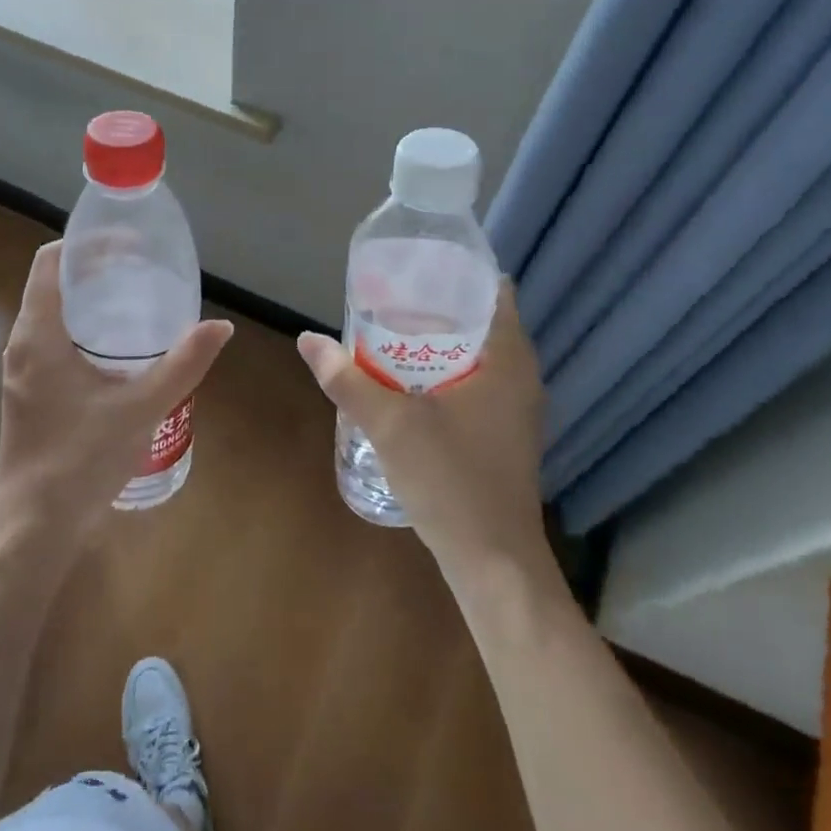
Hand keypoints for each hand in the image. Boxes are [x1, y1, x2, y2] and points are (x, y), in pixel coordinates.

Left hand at [0, 242, 233, 548]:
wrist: (35, 525)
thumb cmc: (81, 459)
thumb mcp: (141, 408)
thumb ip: (183, 364)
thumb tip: (222, 327)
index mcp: (38, 334)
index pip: (51, 261)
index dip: (87, 243)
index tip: (128, 244)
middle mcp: (22, 344)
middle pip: (53, 284)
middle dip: (95, 270)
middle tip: (143, 270)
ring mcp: (22, 371)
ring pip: (52, 315)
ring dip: (89, 302)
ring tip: (137, 302)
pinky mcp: (29, 394)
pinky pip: (53, 342)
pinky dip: (83, 331)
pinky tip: (119, 352)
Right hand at [297, 283, 549, 576]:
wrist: (493, 562)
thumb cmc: (451, 481)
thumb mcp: (391, 424)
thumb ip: (347, 379)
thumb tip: (308, 340)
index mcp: (509, 361)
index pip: (494, 292)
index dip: (455, 274)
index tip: (413, 269)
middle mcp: (522, 378)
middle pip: (481, 322)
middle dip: (435, 309)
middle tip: (388, 302)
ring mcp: (516, 411)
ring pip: (477, 357)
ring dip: (438, 344)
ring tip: (390, 336)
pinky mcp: (504, 436)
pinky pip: (476, 385)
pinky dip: (445, 374)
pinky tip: (408, 385)